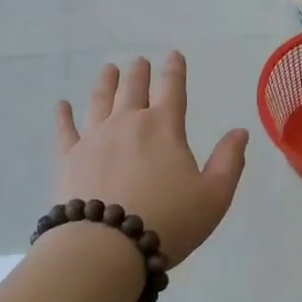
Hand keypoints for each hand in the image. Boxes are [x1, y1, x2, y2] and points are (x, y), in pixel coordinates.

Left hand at [54, 53, 249, 265]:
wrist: (106, 246)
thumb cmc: (168, 220)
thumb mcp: (213, 196)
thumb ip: (229, 161)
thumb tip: (239, 131)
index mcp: (164, 127)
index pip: (172, 89)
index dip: (175, 70)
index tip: (174, 55)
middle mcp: (128, 123)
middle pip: (133, 89)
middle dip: (139, 73)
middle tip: (139, 62)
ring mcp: (95, 138)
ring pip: (100, 100)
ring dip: (106, 82)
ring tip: (109, 69)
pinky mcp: (70, 158)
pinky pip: (65, 130)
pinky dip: (63, 115)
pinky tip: (61, 105)